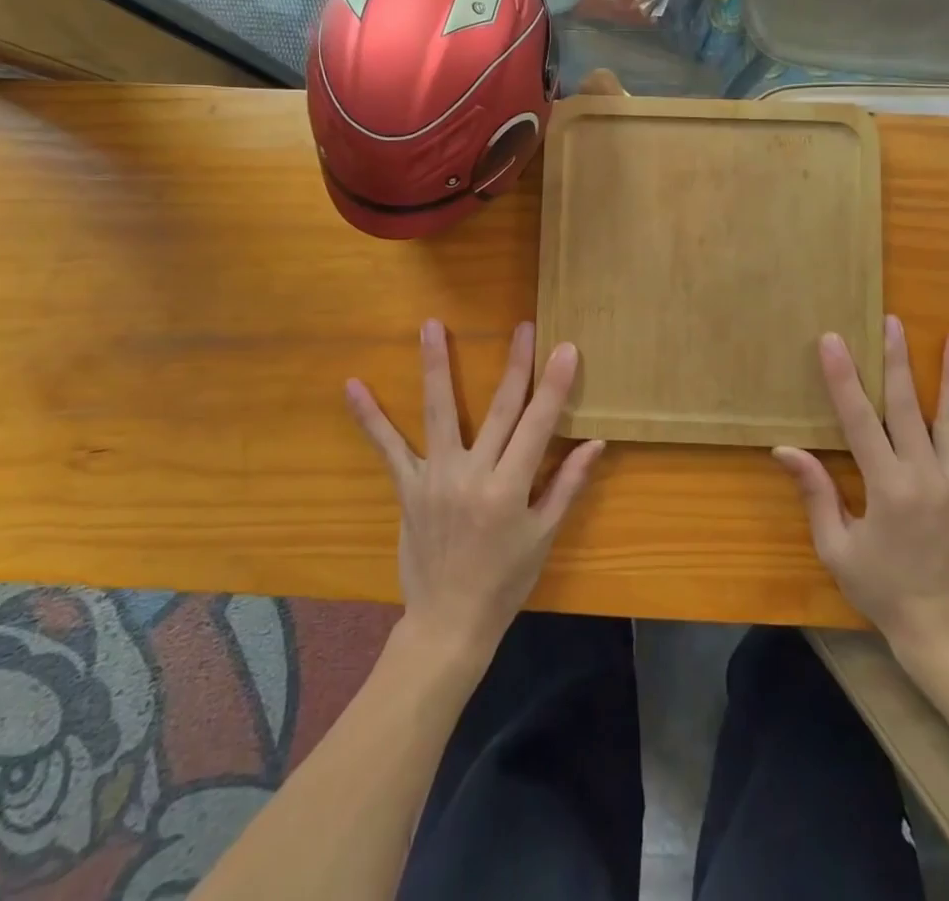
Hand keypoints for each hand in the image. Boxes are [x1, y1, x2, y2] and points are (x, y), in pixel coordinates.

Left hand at [346, 319, 604, 663]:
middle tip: (523, 326)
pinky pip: (388, 448)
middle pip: (499, 408)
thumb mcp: (544, 536)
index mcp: (511, 488)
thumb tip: (596, 442)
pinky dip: (370, 417)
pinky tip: (352, 386)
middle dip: (515, 364)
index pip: (539, 425)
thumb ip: (567, 484)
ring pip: (438, 411)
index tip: (565, 348)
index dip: (553, 385)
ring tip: (430, 325)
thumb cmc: (505, 581)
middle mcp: (473, 474)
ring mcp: (436, 478)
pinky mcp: (408, 487)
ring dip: (436, 365)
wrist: (449, 623)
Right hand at [773, 317, 948, 668]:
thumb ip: (815, 494)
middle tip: (893, 322)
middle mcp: (926, 477)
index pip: (858, 420)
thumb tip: (785, 450)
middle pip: (907, 407)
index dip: (844, 378)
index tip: (834, 341)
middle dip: (897, 361)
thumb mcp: (837, 547)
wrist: (945, 633)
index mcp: (886, 487)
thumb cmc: (882, 589)